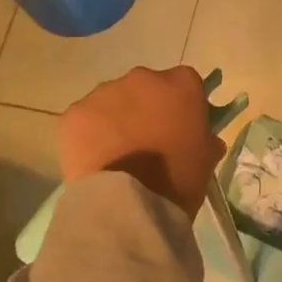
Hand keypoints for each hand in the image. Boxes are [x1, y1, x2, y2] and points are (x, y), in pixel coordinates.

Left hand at [59, 66, 223, 215]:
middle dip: (146, 107)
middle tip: (147, 140)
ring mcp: (105, 92)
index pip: (185, 83)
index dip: (182, 104)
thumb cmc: (179, 179)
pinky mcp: (75, 112)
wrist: (130, 204)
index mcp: (181, 84)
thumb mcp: (207, 158)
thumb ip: (206, 138)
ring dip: (116, 119)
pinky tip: (94, 159)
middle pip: (146, 87)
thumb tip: (203, 137)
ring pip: (112, 101)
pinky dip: (88, 134)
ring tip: (117, 153)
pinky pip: (85, 119)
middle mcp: (143, 77)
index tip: (179, 126)